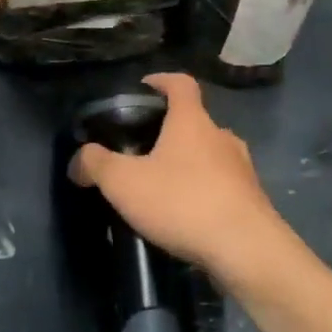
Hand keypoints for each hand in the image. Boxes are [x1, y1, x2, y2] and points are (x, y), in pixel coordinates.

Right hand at [68, 73, 287, 281]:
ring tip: (164, 187)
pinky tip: (188, 216)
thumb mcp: (125, 183)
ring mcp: (242, 168)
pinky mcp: (253, 200)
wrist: (247, 251)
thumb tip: (78, 159)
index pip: (180, 83)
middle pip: (195, 121)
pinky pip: (223, 186)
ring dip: (190, 164)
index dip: (161, 80)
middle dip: (171, 131)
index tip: (144, 88)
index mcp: (192, 121)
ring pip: (210, 155)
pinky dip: (205, 192)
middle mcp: (221, 136)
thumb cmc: (183, 202)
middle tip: (144, 151)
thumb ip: (97, 165)